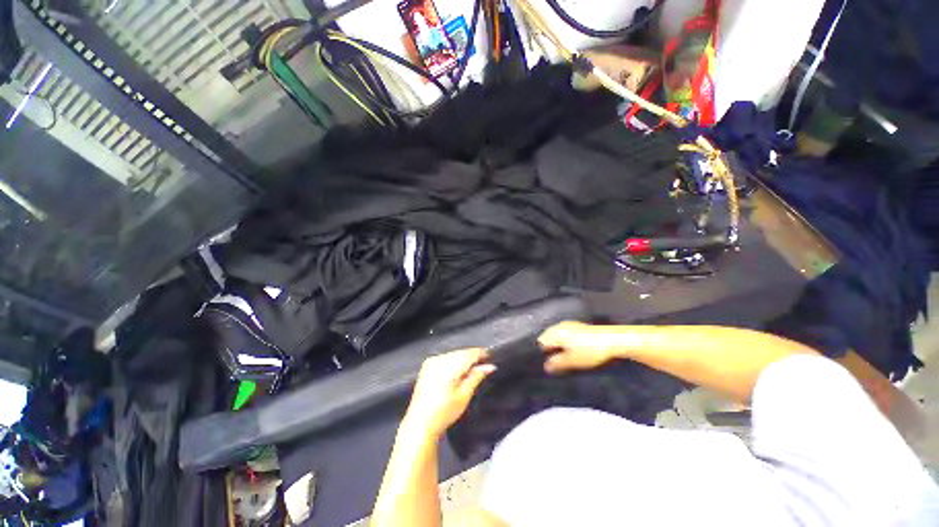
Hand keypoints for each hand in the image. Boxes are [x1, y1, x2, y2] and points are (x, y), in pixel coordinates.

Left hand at [403, 348, 495, 438]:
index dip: (482, 354)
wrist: (420, 422)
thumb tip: (490, 366)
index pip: (470, 353)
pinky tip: (456, 373)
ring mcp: (432, 361)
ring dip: (463, 359)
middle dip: (472, 358)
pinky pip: (445, 357)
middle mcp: (440, 359)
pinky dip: (453, 362)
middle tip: (482, 368)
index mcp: (450, 366)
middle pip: (462, 352)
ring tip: (469, 372)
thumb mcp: (464, 395)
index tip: (491, 358)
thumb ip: (477, 376)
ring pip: (454, 354)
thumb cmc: (444, 412)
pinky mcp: (427, 365)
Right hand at [538, 321, 620, 372]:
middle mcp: (559, 326)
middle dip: (548, 351)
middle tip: (551, 365)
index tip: (542, 365)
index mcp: (555, 332)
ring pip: (557, 337)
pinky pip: (565, 336)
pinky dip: (565, 344)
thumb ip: (557, 363)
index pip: (540, 342)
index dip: (539, 354)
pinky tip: (571, 353)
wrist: (614, 340)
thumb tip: (545, 367)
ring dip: (557, 348)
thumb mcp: (572, 360)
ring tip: (561, 361)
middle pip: (547, 339)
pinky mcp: (578, 327)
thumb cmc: (590, 350)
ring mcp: (569, 325)